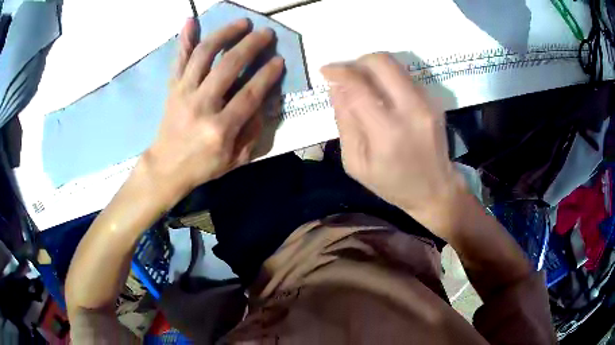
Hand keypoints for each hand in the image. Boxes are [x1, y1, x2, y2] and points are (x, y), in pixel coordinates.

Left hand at [141, 18, 283, 204]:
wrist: (166, 167)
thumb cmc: (203, 166)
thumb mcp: (236, 159)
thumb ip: (253, 131)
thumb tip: (264, 101)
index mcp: (220, 128)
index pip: (249, 94)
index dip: (267, 74)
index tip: (279, 59)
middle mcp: (201, 105)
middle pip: (228, 66)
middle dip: (251, 45)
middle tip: (266, 33)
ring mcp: (184, 93)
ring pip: (204, 55)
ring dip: (224, 34)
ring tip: (241, 22)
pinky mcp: (173, 88)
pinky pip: (179, 59)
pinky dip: (184, 39)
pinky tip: (190, 20)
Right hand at [321, 53, 466, 238]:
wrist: (436, 189)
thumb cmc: (393, 184)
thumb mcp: (356, 164)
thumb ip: (345, 123)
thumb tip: (336, 88)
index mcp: (387, 133)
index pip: (359, 86)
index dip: (338, 72)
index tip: (325, 71)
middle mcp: (411, 110)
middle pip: (381, 62)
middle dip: (357, 62)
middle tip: (346, 75)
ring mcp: (427, 103)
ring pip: (395, 65)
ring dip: (372, 68)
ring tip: (361, 85)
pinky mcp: (434, 101)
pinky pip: (405, 77)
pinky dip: (387, 78)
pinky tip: (381, 95)